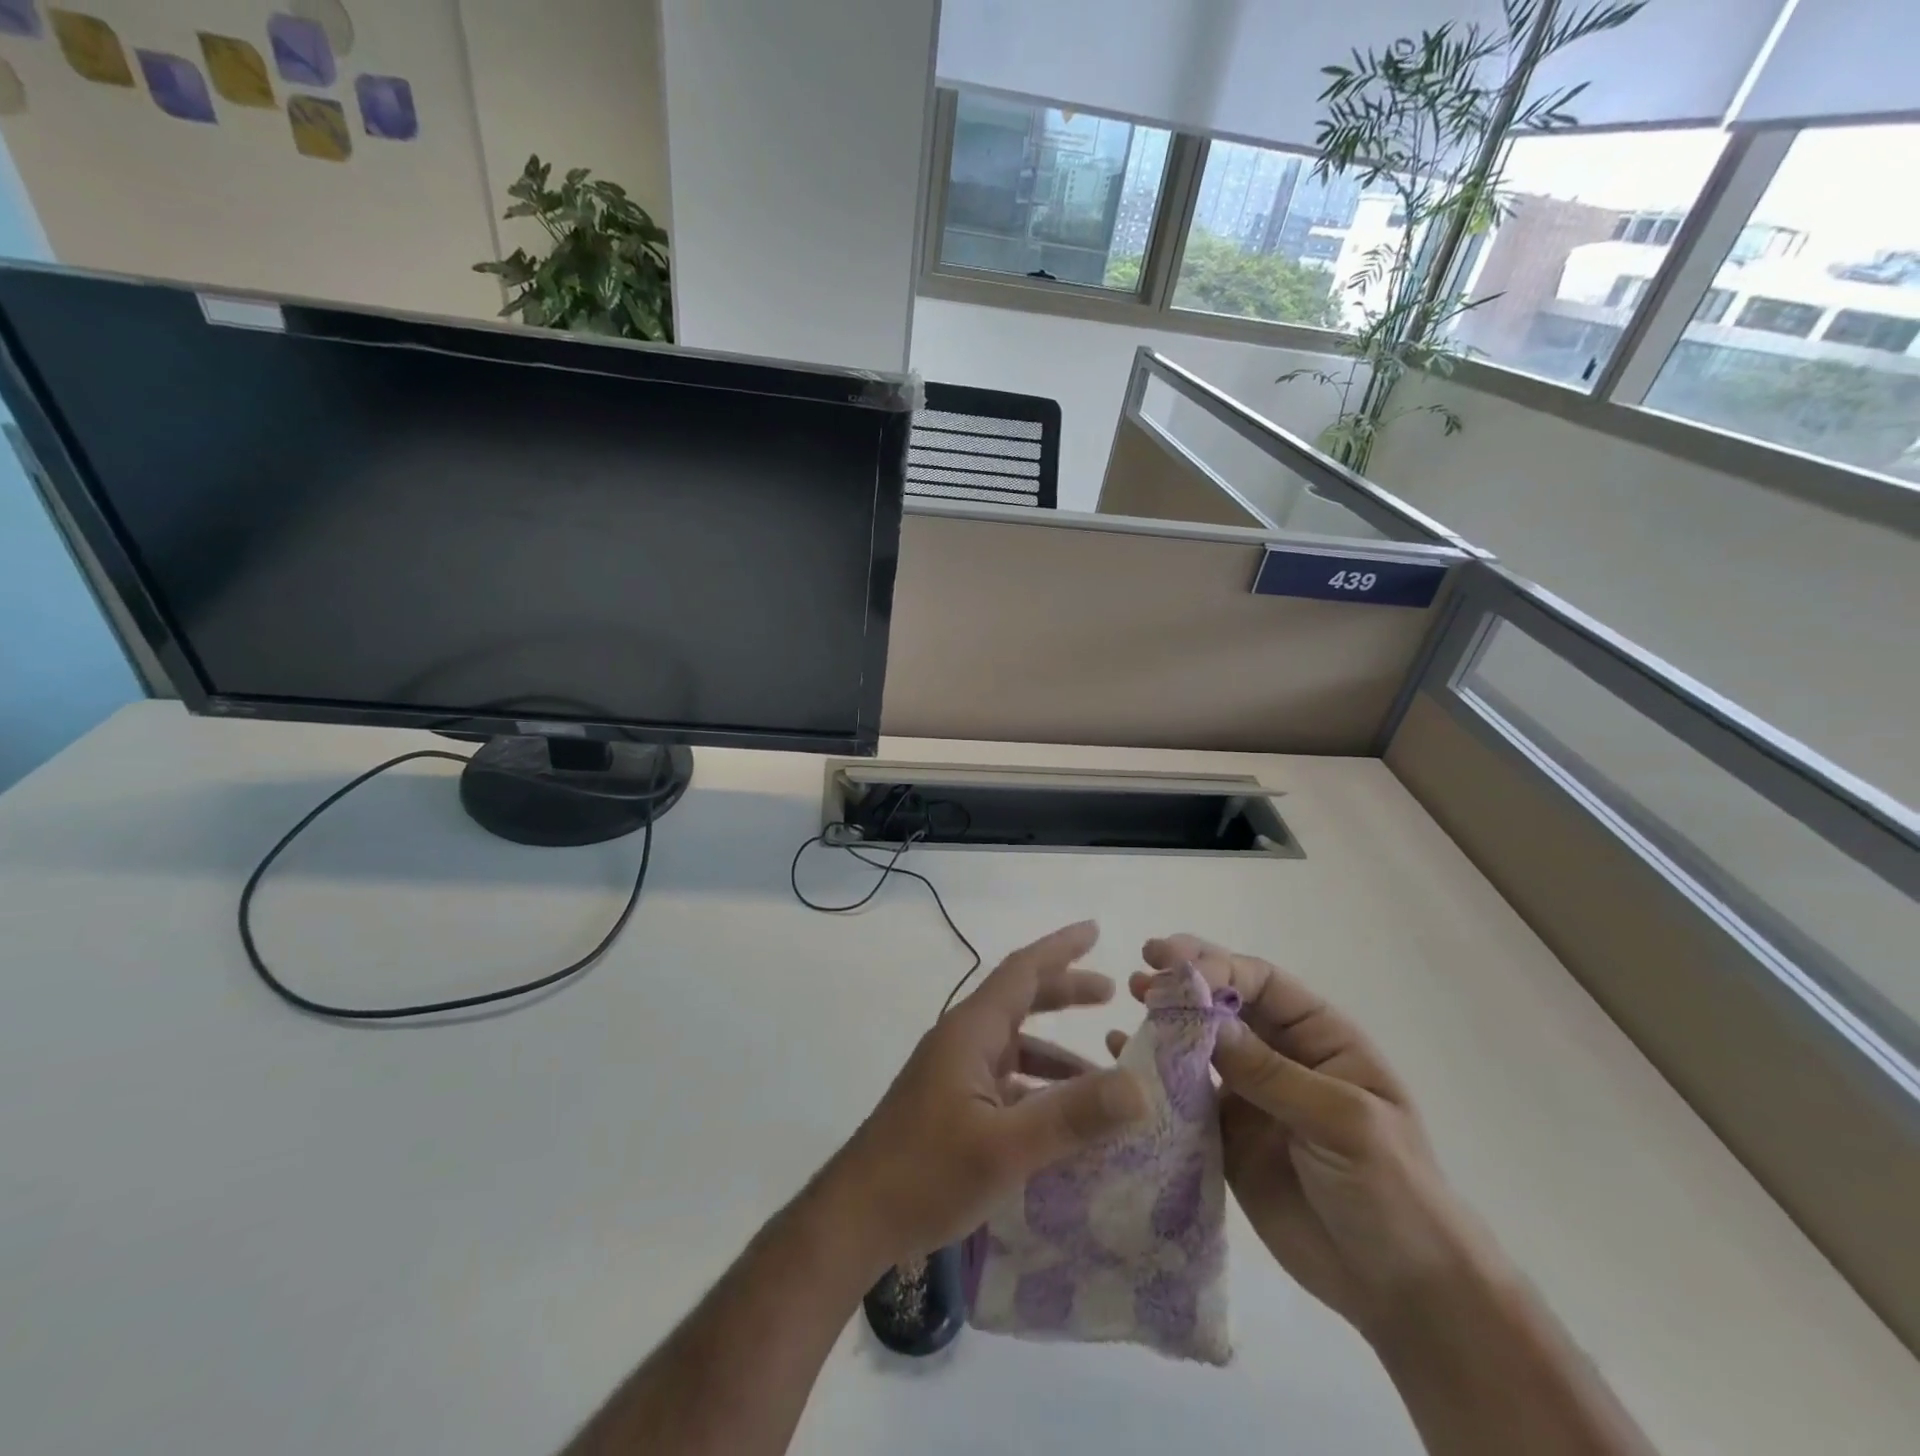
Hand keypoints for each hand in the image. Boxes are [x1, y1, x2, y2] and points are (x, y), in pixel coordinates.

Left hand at [825, 921, 1148, 1273]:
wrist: (855, 1218)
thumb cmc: (926, 1173)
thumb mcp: (1007, 1147)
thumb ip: (1072, 1116)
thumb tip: (1140, 1086)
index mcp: (971, 1031)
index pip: (1021, 971)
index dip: (1060, 948)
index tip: (1095, 930)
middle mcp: (962, 1041)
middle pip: (1019, 1000)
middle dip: (1064, 991)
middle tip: (1111, 993)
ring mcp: (953, 1073)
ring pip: (1014, 1044)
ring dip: (1056, 1050)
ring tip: (1104, 1071)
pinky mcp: (950, 1105)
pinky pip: (1005, 1079)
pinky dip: (1037, 1086)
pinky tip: (1062, 1120)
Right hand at [1110, 934, 1481, 1343]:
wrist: (1401, 1294)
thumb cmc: (1394, 1192)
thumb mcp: (1344, 1123)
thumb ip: (1272, 1074)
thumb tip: (1204, 1021)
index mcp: (1320, 1038)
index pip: (1262, 983)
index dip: (1216, 966)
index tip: (1171, 966)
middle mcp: (1281, 1055)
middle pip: (1225, 1003)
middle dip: (1185, 981)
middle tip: (1141, 970)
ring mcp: (1251, 1096)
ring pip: (1199, 1044)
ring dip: (1165, 1020)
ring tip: (1130, 1000)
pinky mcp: (1227, 1136)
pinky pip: (1184, 1096)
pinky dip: (1154, 1072)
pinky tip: (1121, 1052)